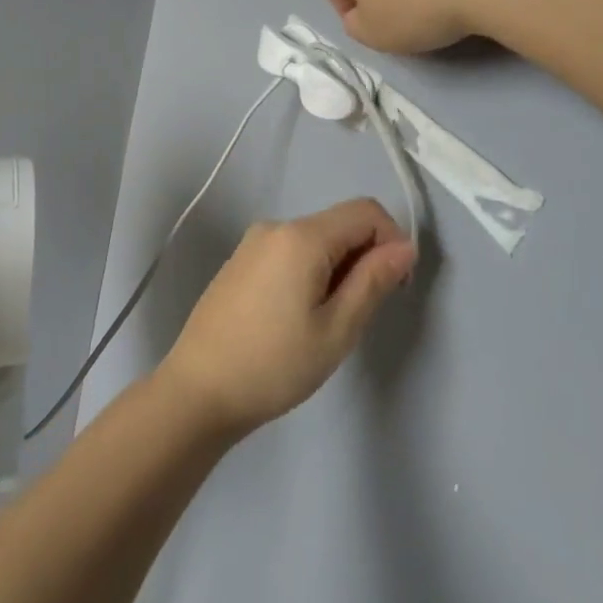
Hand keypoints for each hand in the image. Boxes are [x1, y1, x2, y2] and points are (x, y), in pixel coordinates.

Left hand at [160, 199, 416, 435]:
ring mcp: (252, 243)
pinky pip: (289, 253)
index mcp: (300, 236)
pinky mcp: (239, 263)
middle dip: (363, 259)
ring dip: (336, 270)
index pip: (366, 211)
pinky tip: (295, 318)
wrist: (198, 390)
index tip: (393, 288)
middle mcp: (274, 227)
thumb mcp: (337, 329)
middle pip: (339, 224)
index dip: (392, 241)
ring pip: (315, 241)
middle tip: (355, 315)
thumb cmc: (274, 365)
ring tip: (323, 323)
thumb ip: (373, 281)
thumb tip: (405, 247)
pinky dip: (309, 274)